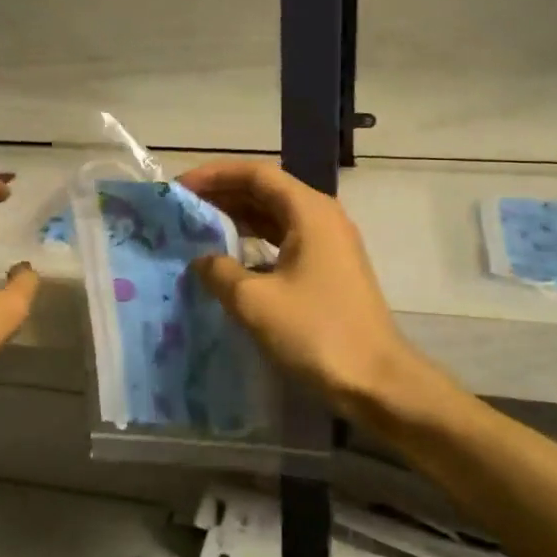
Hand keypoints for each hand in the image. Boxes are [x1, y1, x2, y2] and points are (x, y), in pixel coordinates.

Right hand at [176, 160, 427, 416]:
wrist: (377, 381)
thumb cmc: (316, 333)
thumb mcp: (255, 302)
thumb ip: (220, 272)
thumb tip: (202, 260)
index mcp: (308, 211)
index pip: (255, 174)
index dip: (214, 175)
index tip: (180, 187)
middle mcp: (321, 217)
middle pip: (266, 190)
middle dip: (223, 194)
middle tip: (183, 207)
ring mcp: (329, 243)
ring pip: (275, 216)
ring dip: (238, 217)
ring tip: (198, 227)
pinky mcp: (329, 269)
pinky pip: (285, 240)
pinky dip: (255, 241)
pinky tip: (230, 259)